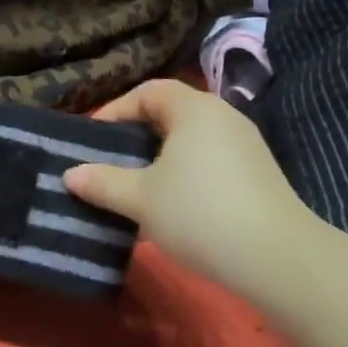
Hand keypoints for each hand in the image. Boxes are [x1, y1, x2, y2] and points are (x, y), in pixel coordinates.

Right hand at [63, 80, 316, 297]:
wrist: (277, 256)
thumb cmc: (199, 213)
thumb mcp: (141, 199)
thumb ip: (103, 182)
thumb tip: (70, 174)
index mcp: (194, 108)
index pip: (149, 91)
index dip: (116, 110)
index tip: (94, 140)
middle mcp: (223, 116)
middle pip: (172, 114)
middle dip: (138, 137)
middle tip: (112, 164)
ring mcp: (246, 144)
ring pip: (192, 141)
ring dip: (162, 161)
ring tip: (138, 190)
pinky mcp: (259, 173)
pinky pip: (212, 161)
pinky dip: (187, 175)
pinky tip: (175, 209)